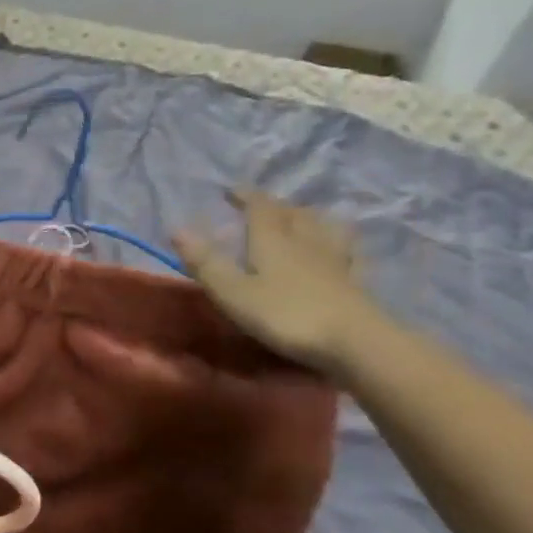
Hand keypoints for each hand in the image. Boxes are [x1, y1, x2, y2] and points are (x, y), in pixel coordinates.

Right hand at [173, 190, 380, 374]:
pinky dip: (338, 243)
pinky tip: (339, 249)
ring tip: (299, 218)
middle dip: (274, 205)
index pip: (259, 207)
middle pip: (292, 213)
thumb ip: (206, 262)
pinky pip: (345, 252)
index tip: (231, 190)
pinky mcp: (354, 282)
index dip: (245, 196)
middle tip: (261, 205)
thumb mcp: (233, 292)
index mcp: (272, 240)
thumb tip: (177, 229)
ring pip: (320, 227)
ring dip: (307, 218)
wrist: (355, 342)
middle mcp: (304, 241)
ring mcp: (334, 260)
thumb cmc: (285, 315)